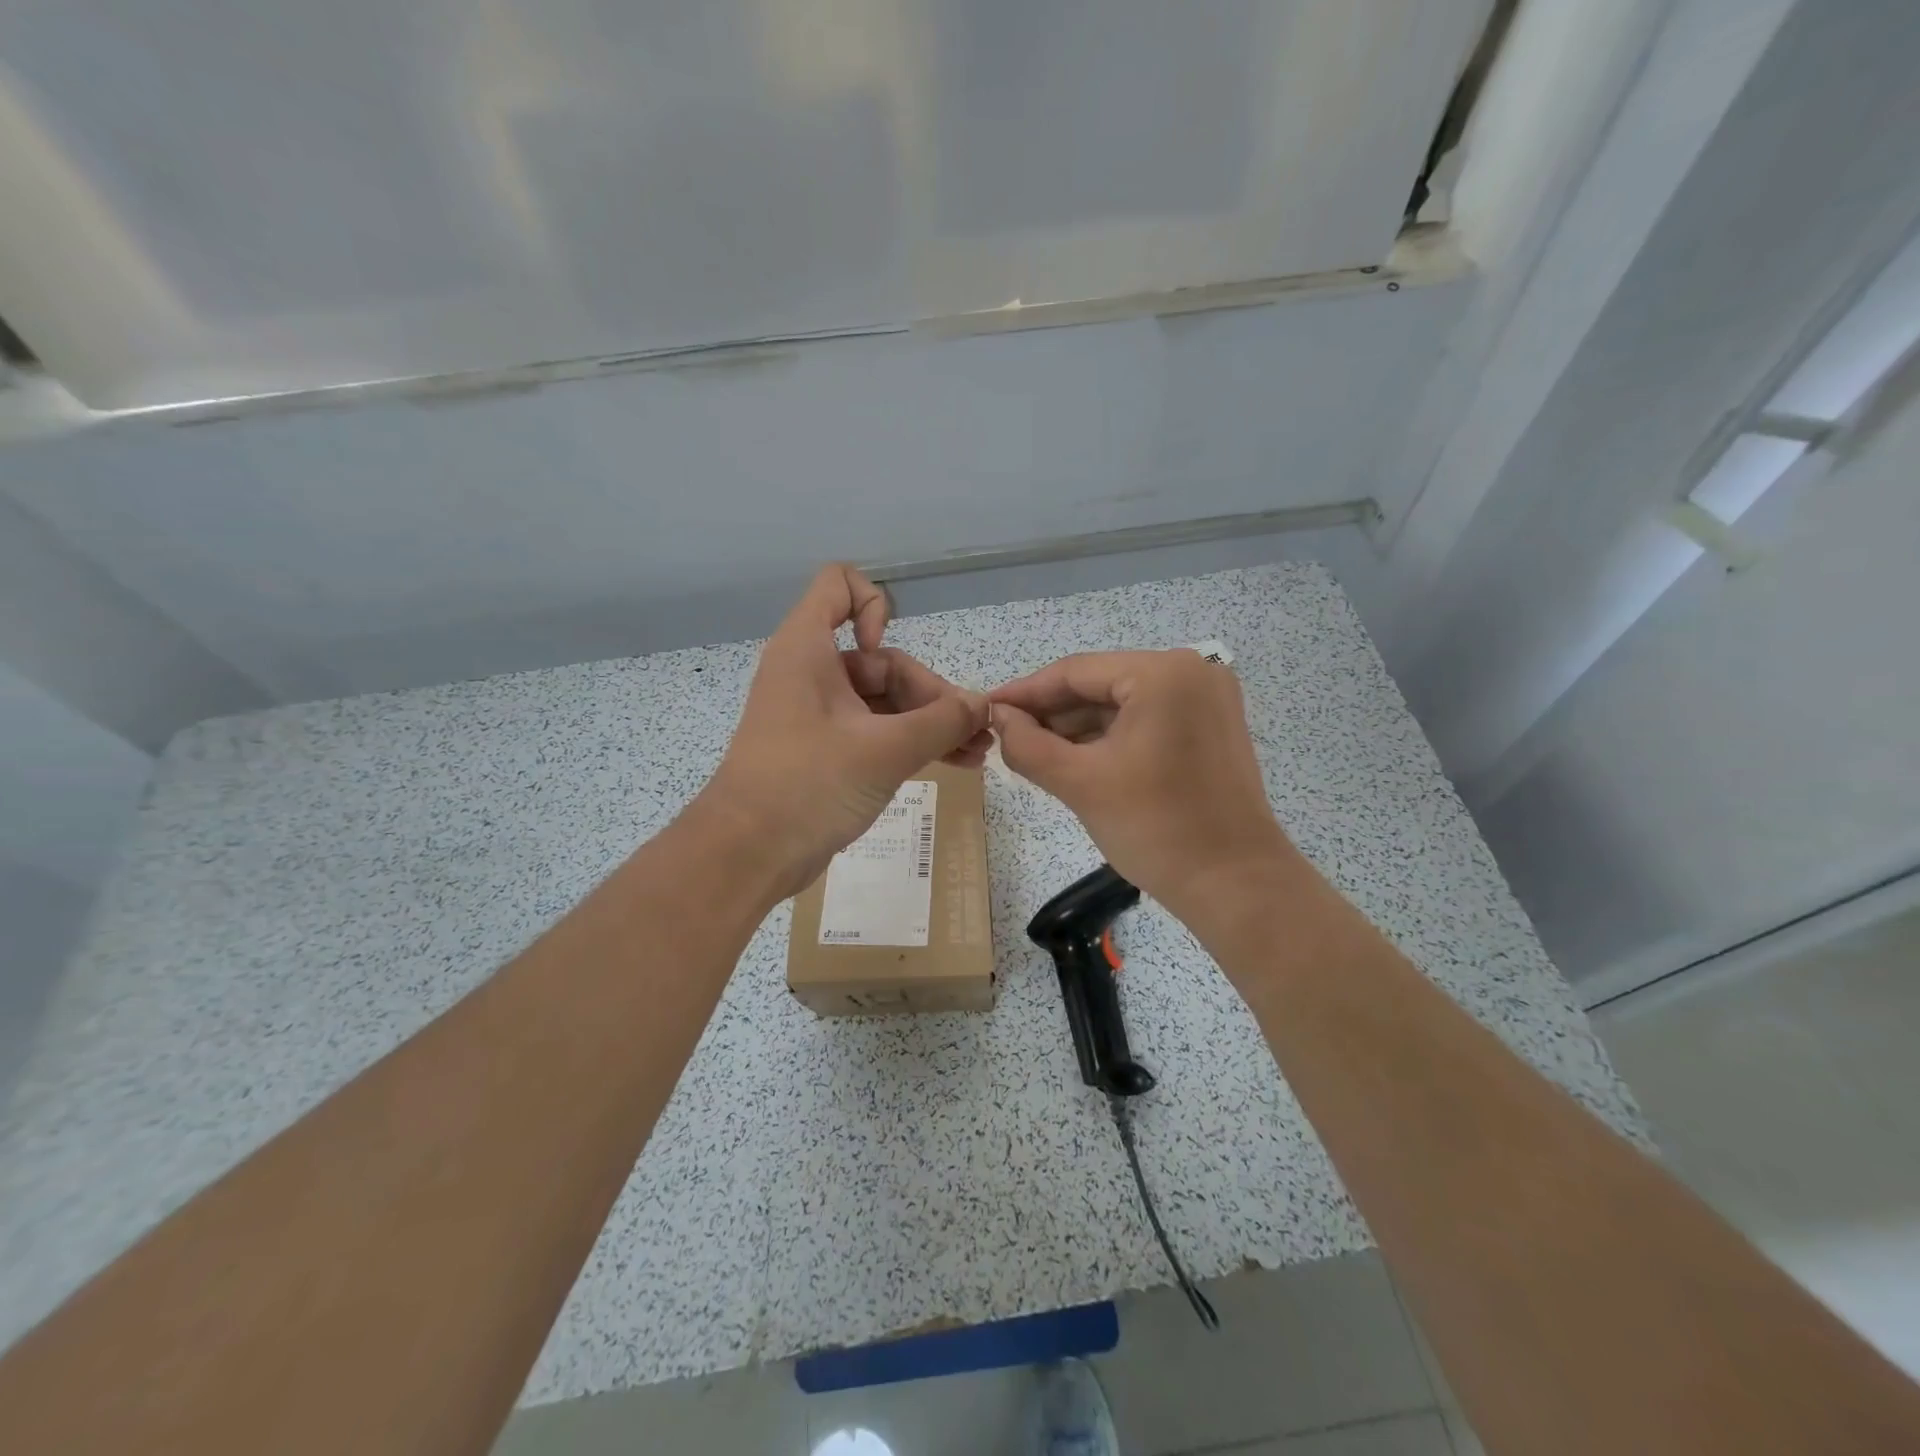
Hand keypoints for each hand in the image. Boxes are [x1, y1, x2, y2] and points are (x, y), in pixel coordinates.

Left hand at [696, 565, 990, 899]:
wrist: (748, 854)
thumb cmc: (810, 784)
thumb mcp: (885, 750)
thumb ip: (942, 722)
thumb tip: (984, 704)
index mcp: (808, 649)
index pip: (840, 585)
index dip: (876, 607)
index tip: (888, 653)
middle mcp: (811, 673)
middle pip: (882, 662)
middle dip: (931, 694)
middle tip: (974, 734)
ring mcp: (818, 715)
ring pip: (884, 702)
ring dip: (930, 723)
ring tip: (978, 753)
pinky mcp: (825, 751)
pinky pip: (875, 732)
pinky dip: (910, 743)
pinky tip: (955, 763)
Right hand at [989, 650, 1298, 920]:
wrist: (1235, 886)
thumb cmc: (1156, 828)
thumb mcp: (1080, 783)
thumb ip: (1027, 744)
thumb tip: (997, 718)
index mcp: (1163, 673)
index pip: (1076, 672)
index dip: (1025, 692)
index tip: (985, 710)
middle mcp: (1191, 672)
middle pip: (1101, 685)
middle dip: (1051, 714)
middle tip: (1004, 737)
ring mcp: (1207, 700)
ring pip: (1122, 704)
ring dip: (1078, 728)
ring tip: (1031, 752)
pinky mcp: (1212, 728)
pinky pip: (1147, 721)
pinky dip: (1110, 739)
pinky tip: (1074, 759)